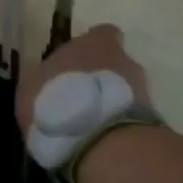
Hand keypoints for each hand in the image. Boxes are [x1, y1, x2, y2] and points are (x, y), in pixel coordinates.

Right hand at [16, 23, 151, 137]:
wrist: (103, 145)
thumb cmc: (58, 102)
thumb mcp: (30, 89)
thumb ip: (41, 81)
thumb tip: (44, 82)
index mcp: (94, 43)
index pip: (102, 35)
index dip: (93, 48)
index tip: (79, 63)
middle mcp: (124, 61)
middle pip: (117, 65)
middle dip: (103, 81)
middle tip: (83, 101)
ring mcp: (142, 93)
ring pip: (126, 94)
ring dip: (113, 107)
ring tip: (92, 129)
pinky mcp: (152, 126)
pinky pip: (132, 122)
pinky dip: (120, 130)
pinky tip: (102, 147)